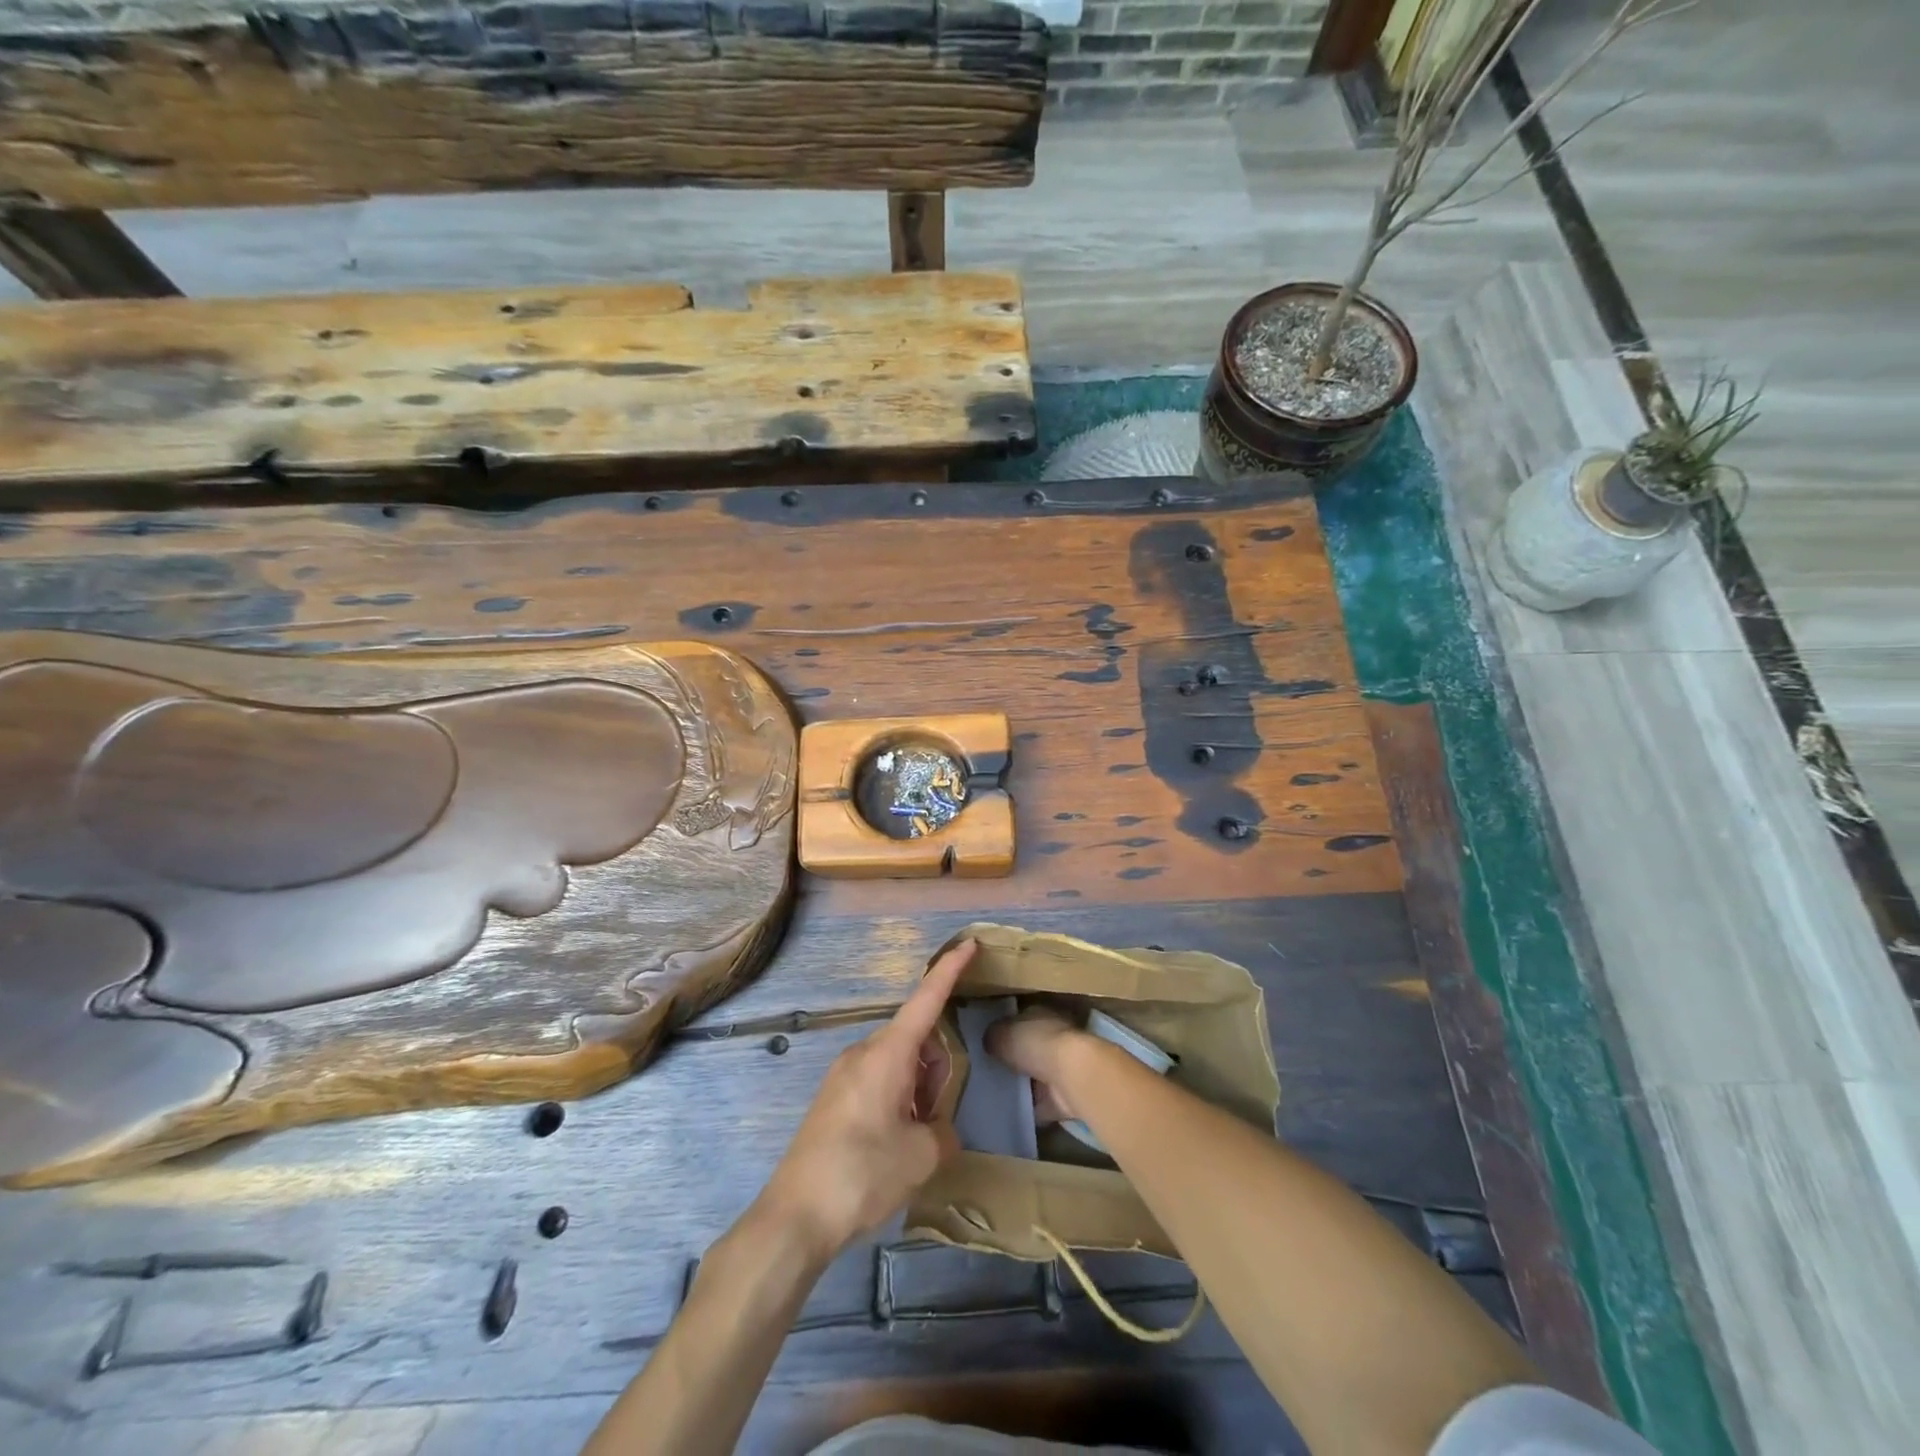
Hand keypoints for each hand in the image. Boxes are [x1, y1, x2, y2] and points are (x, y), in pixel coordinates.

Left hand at [758, 939, 976, 1259]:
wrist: (794, 1217)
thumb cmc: (862, 1174)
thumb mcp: (921, 1155)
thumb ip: (943, 1131)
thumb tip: (935, 1128)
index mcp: (887, 1053)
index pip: (926, 999)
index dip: (950, 970)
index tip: (969, 943)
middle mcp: (863, 1052)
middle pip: (917, 1039)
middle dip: (938, 1067)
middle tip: (935, 1119)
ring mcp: (844, 1073)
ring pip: (899, 1063)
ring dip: (918, 1088)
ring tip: (912, 1140)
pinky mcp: (833, 1098)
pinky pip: (878, 1081)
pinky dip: (898, 1098)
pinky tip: (891, 1144)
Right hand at [985, 1005, 1095, 1124]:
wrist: (1072, 1075)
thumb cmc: (1036, 1043)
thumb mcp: (1003, 1034)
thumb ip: (993, 1037)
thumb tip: (987, 1042)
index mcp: (1039, 1014)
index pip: (1018, 1020)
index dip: (1003, 1031)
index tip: (987, 1044)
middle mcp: (1053, 1037)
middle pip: (1028, 1049)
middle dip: (1012, 1059)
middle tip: (987, 1071)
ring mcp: (1062, 1067)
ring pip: (1036, 1076)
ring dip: (1023, 1085)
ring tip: (994, 1094)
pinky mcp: (1065, 1096)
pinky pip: (1042, 1104)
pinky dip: (1030, 1110)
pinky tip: (1009, 1115)